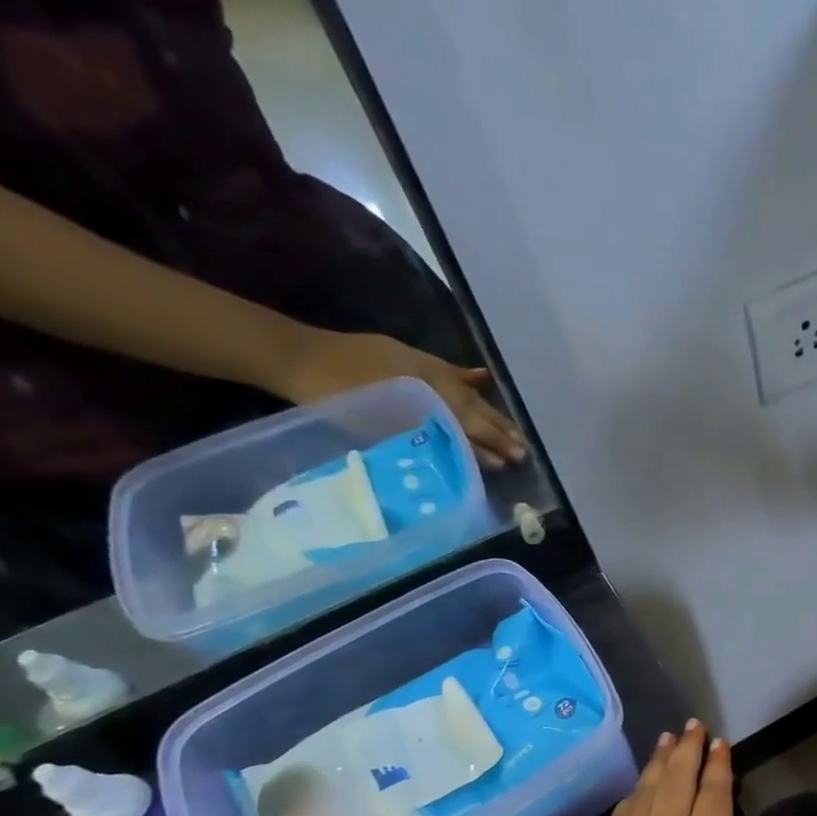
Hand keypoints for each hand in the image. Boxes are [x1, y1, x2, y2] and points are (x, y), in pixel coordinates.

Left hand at [272, 329, 527, 468]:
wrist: (292, 356)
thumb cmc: (333, 396)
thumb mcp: (381, 424)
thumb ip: (427, 436)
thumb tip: (464, 453)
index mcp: (428, 393)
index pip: (468, 423)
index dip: (490, 443)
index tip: (513, 460)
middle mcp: (432, 377)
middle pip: (474, 408)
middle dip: (499, 429)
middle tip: (524, 449)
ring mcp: (419, 365)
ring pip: (465, 392)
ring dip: (490, 412)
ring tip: (512, 429)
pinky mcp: (405, 358)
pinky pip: (446, 370)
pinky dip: (465, 377)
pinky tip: (482, 378)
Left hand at [549, 722, 793, 815]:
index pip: (715, 793)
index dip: (719, 765)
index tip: (720, 741)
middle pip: (679, 778)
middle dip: (688, 748)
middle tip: (693, 724)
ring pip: (648, 787)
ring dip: (660, 760)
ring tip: (667, 738)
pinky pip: (623, 808)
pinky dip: (635, 789)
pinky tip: (637, 787)